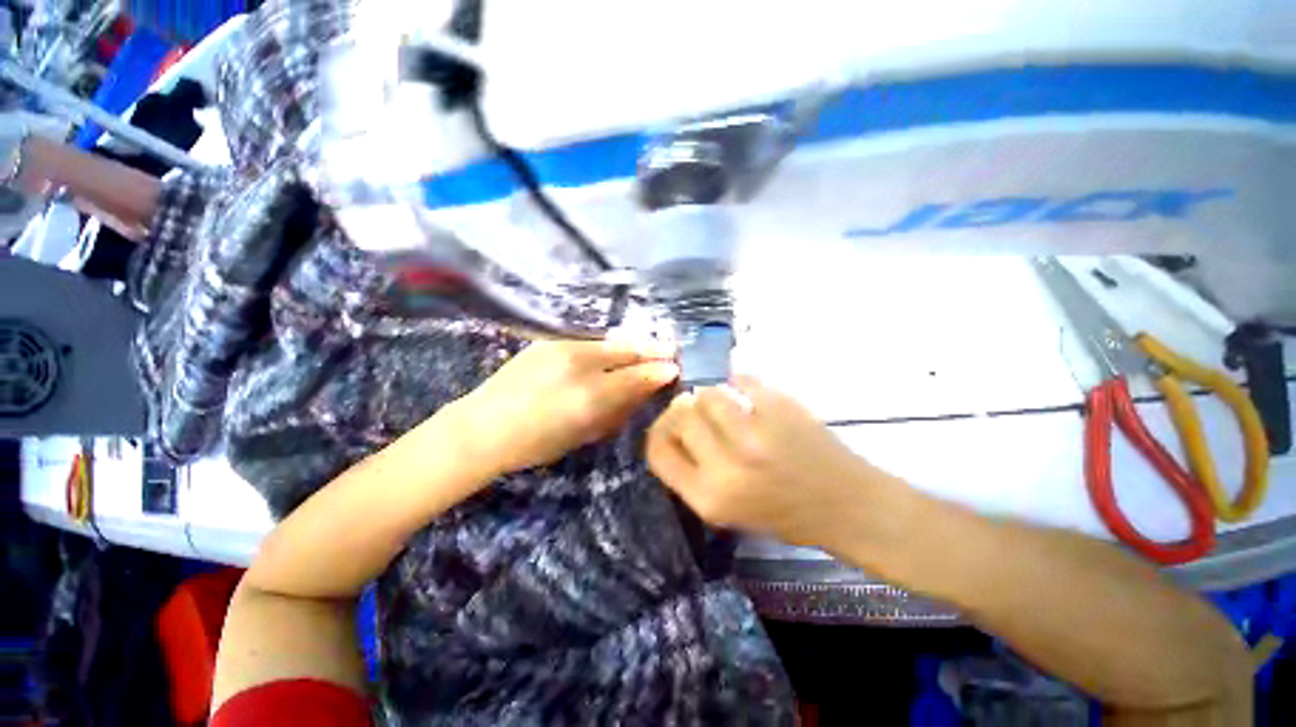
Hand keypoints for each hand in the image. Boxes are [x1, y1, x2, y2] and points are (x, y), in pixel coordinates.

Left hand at [456, 338, 679, 476]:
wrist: (483, 427)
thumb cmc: (535, 444)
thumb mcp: (583, 434)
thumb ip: (616, 410)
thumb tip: (642, 391)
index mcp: (589, 397)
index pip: (635, 378)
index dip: (657, 372)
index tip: (674, 368)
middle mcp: (579, 366)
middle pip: (625, 352)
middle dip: (651, 349)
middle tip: (669, 349)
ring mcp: (561, 348)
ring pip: (608, 342)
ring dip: (631, 345)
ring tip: (647, 346)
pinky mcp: (548, 342)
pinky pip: (588, 342)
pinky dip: (607, 346)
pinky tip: (613, 350)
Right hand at [646, 376, 897, 550]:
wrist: (847, 506)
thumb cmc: (784, 514)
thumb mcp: (726, 510)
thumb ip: (692, 472)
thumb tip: (674, 427)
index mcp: (708, 498)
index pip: (658, 451)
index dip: (658, 431)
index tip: (669, 424)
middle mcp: (727, 467)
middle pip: (681, 416)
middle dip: (686, 410)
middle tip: (699, 411)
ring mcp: (755, 435)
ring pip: (708, 394)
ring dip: (713, 394)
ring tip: (728, 404)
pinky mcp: (780, 410)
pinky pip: (743, 380)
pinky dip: (740, 382)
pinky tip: (749, 393)